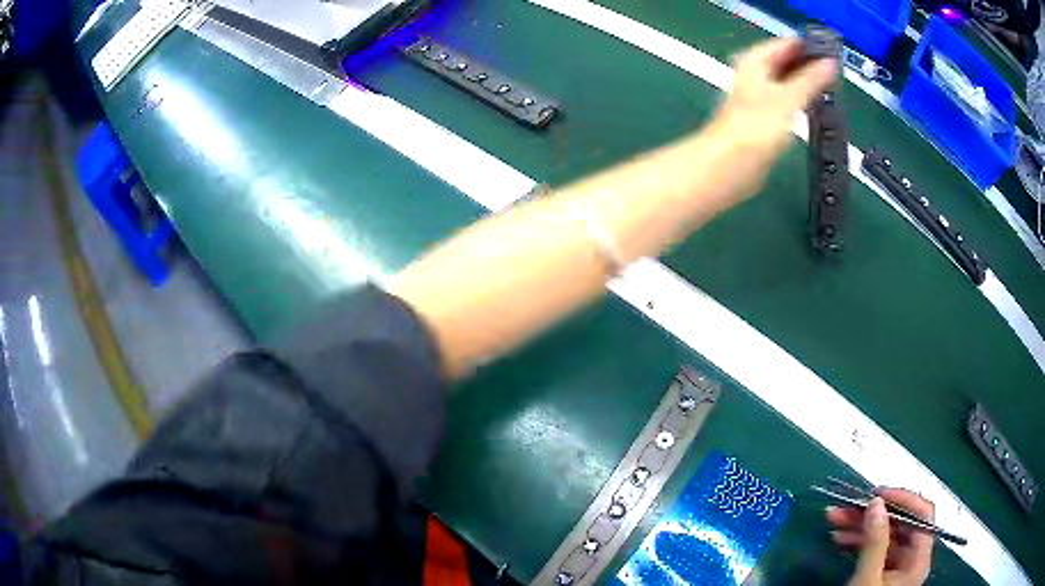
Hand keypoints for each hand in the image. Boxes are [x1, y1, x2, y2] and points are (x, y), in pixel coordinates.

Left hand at [705, 37, 837, 201]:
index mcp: (755, 61)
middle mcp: (755, 75)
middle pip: (787, 62)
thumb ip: (811, 79)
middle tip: (838, 74)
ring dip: (808, 85)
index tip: (834, 55)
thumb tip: (830, 63)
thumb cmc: (756, 128)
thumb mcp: (789, 98)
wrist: (730, 166)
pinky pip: (788, 102)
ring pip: (788, 82)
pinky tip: (817, 109)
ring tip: (834, 89)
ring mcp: (759, 97)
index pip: (786, 44)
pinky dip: (802, 102)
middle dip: (811, 66)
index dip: (809, 48)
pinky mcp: (764, 119)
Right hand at [826, 489, 935, 585]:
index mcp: (918, 559)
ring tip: (834, 518)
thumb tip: (876, 502)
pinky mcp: (882, 573)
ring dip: (860, 525)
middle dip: (872, 513)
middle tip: (846, 505)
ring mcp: (897, 566)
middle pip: (900, 524)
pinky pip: (874, 549)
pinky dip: (857, 541)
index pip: (922, 516)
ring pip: (884, 535)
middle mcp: (912, 558)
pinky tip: (839, 537)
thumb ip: (875, 543)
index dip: (903, 499)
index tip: (877, 494)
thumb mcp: (866, 580)